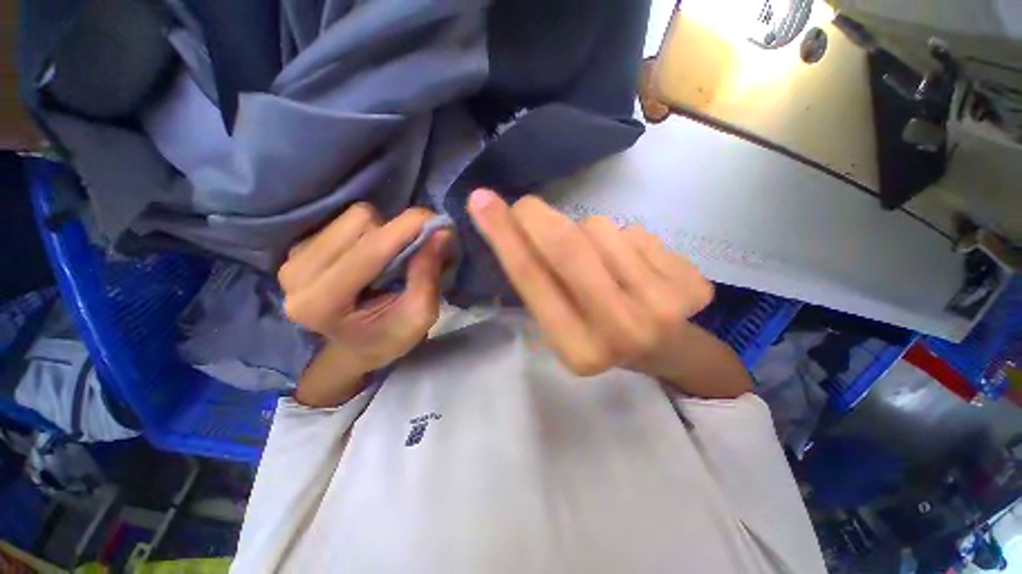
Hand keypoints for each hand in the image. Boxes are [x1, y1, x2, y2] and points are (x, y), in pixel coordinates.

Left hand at [279, 204, 452, 405]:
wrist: (353, 349)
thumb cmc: (389, 337)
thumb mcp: (420, 315)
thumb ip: (428, 275)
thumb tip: (441, 231)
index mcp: (322, 304)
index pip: (369, 251)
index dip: (406, 229)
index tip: (438, 220)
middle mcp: (297, 276)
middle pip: (360, 223)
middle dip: (397, 233)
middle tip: (416, 251)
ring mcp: (292, 258)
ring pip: (353, 217)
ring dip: (383, 231)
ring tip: (390, 259)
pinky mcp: (298, 247)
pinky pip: (344, 221)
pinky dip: (369, 232)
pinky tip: (372, 256)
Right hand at [468, 189, 714, 378]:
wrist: (666, 350)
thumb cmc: (600, 336)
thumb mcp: (561, 324)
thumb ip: (540, 284)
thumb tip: (510, 229)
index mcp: (578, 350)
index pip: (532, 281)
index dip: (504, 236)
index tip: (481, 200)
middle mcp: (621, 331)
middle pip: (569, 248)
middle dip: (537, 216)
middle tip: (526, 206)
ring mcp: (664, 308)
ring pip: (603, 230)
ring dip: (590, 233)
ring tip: (601, 261)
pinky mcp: (694, 286)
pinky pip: (636, 231)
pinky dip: (624, 239)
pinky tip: (635, 266)